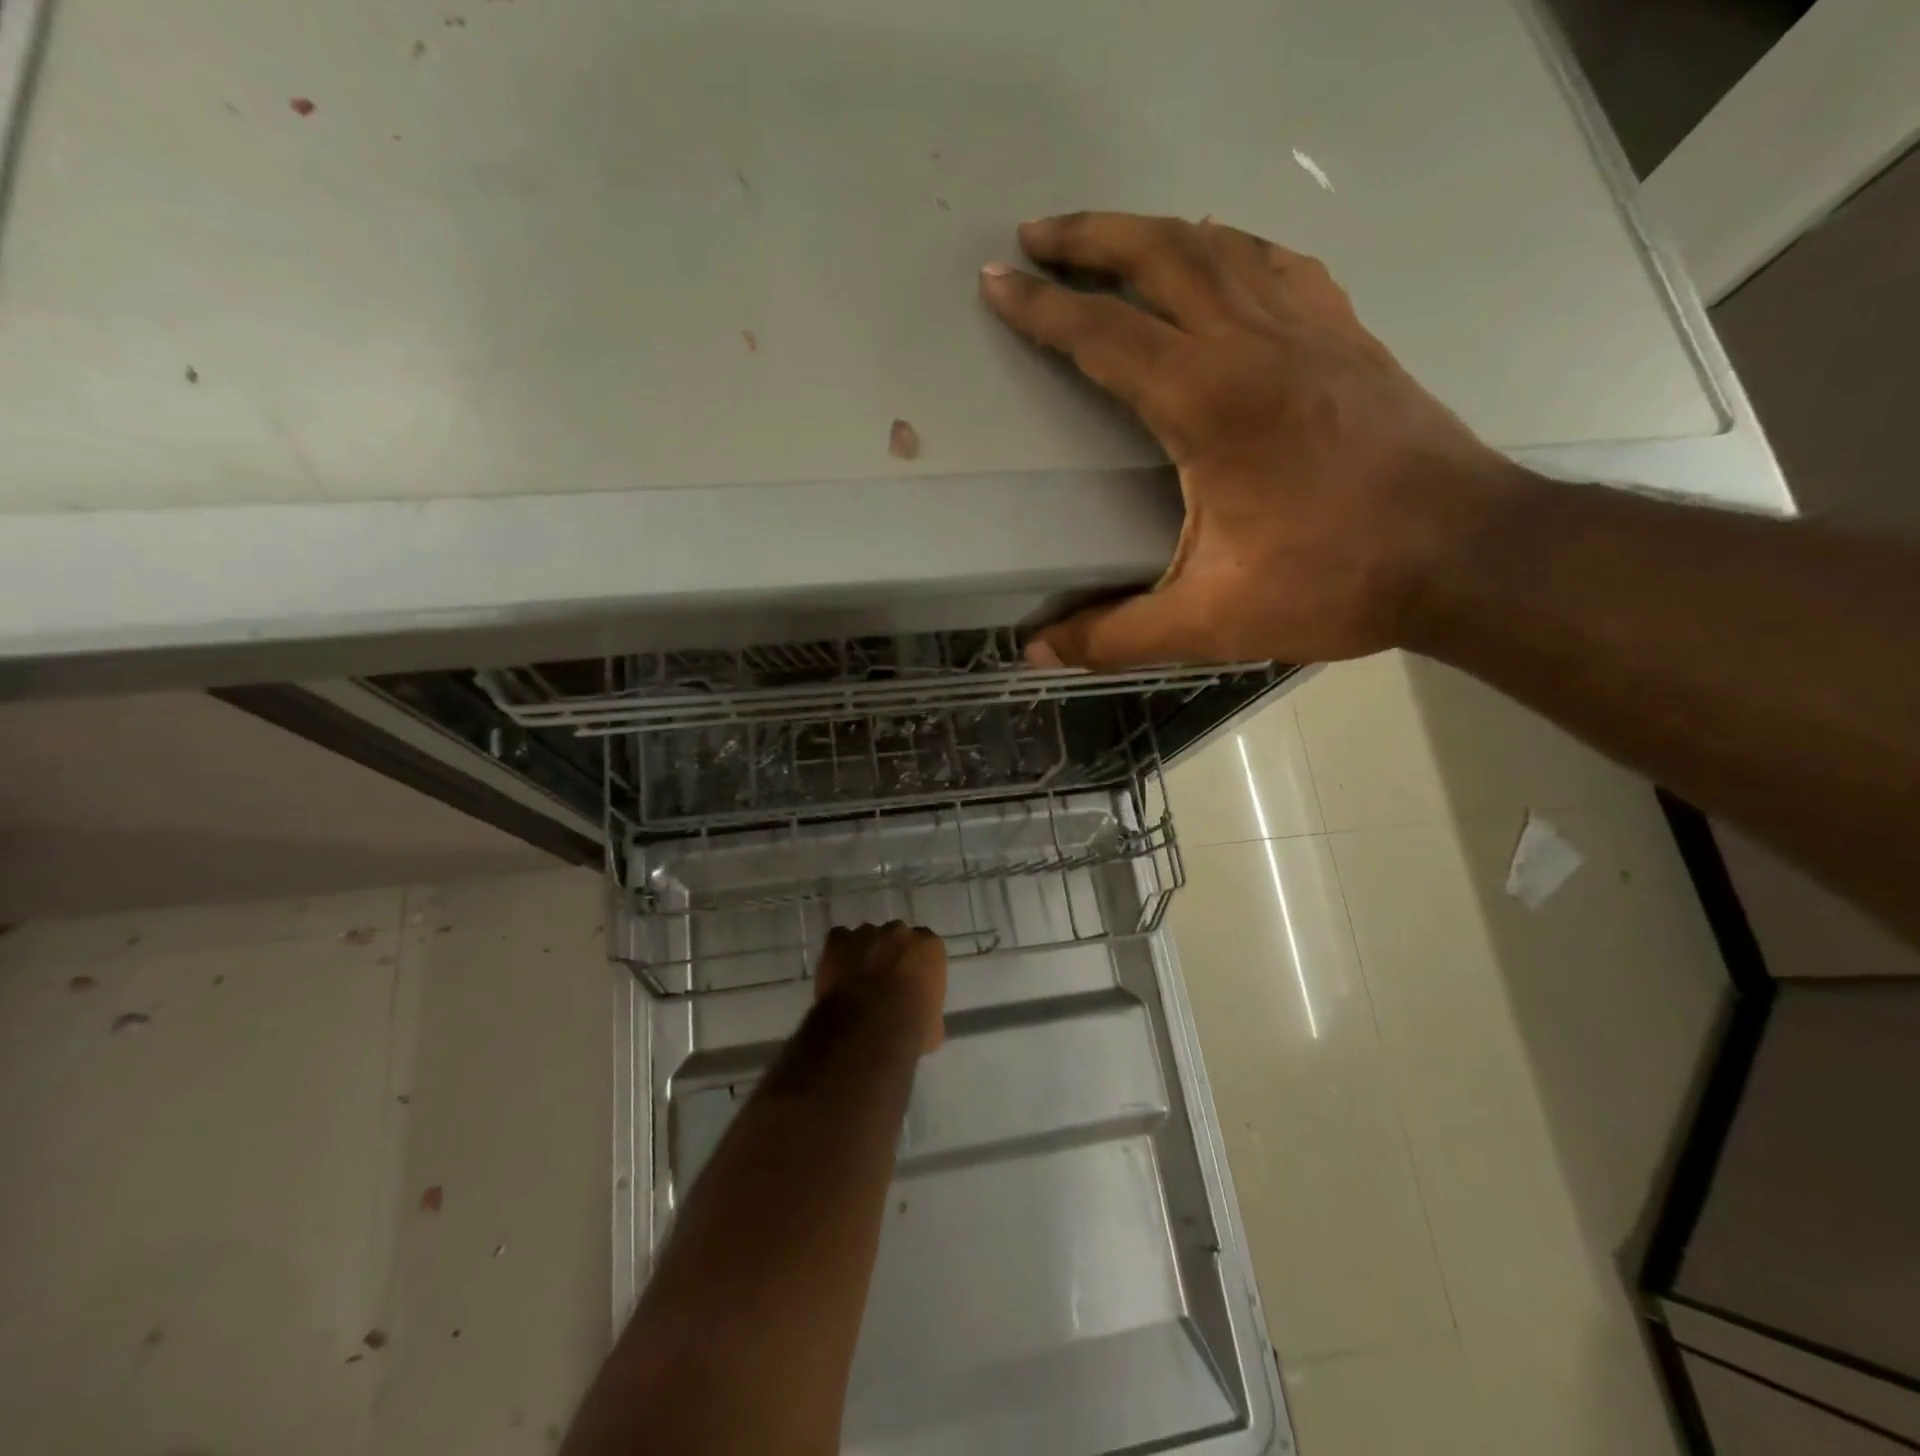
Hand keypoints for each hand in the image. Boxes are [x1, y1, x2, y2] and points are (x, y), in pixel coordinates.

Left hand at [814, 923, 947, 1054]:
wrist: (869, 1031)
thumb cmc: (910, 1029)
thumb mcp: (933, 1024)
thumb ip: (926, 1006)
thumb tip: (919, 1014)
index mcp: (928, 948)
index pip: (925, 947)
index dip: (915, 964)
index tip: (910, 982)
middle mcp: (899, 932)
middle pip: (895, 937)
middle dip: (889, 954)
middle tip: (882, 982)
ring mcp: (867, 934)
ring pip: (866, 938)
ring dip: (863, 954)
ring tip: (855, 981)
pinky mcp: (837, 941)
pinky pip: (838, 940)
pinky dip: (837, 954)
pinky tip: (836, 974)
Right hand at [980, 213, 1528, 667]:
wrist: (1466, 554)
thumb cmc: (1331, 581)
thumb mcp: (1208, 622)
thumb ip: (1116, 635)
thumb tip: (1038, 653)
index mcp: (1209, 401)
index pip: (1104, 335)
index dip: (1042, 309)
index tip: (996, 282)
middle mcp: (1254, 342)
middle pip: (1158, 257)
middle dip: (1087, 237)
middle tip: (1034, 231)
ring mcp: (1309, 327)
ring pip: (1218, 247)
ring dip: (1153, 232)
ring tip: (1108, 236)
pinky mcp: (1348, 335)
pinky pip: (1276, 265)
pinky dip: (1231, 247)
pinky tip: (1219, 254)